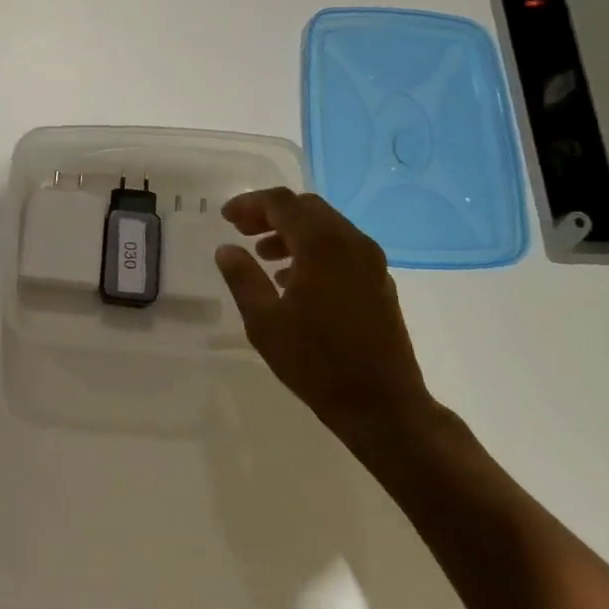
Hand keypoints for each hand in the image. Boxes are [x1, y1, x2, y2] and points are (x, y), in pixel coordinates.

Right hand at [214, 189, 435, 445]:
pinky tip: (294, 279)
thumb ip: (243, 278)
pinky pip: (342, 247)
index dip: (249, 204)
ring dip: (292, 231)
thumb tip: (226, 249)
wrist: (383, 405)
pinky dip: (314, 249)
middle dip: (271, 213)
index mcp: (321, 245)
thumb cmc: (316, 362)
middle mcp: (351, 243)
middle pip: (307, 208)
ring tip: (263, 255)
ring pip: (327, 226)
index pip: (282, 203)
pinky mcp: (379, 281)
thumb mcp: (264, 321)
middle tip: (242, 231)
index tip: (225, 218)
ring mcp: (371, 262)